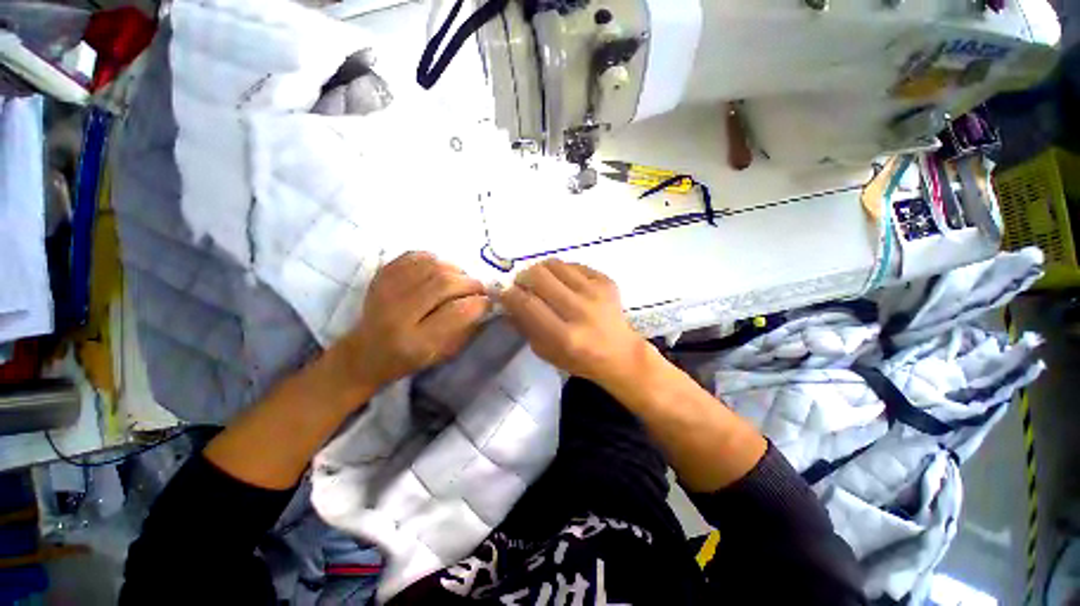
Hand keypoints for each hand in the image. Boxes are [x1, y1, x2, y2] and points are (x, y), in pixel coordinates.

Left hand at [336, 252, 489, 390]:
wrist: (366, 353)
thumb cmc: (411, 359)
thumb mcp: (444, 353)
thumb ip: (467, 328)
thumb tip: (486, 302)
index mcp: (416, 342)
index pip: (457, 312)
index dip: (480, 303)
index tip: (489, 302)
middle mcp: (398, 314)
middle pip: (445, 283)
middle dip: (471, 284)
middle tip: (478, 289)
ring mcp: (385, 291)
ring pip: (433, 266)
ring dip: (456, 270)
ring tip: (460, 280)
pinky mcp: (380, 276)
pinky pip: (415, 256)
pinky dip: (435, 259)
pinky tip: (440, 271)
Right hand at [500, 259, 648, 387]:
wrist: (620, 353)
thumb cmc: (580, 359)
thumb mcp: (546, 352)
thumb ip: (525, 325)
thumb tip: (506, 299)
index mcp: (565, 336)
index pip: (527, 304)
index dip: (509, 293)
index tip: (501, 290)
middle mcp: (581, 311)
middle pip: (539, 276)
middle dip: (522, 276)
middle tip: (521, 284)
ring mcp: (596, 292)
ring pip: (555, 264)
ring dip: (540, 270)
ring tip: (541, 282)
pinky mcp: (607, 281)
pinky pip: (573, 265)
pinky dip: (562, 271)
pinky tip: (564, 283)